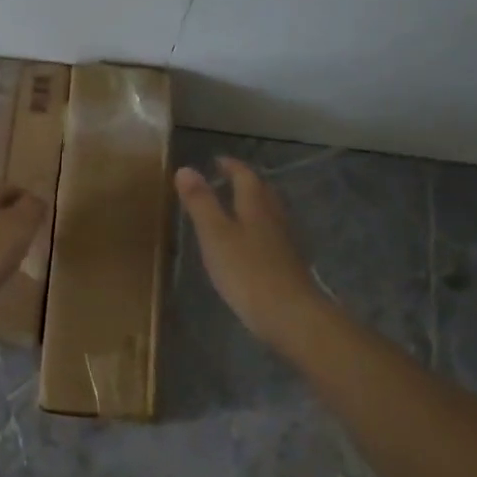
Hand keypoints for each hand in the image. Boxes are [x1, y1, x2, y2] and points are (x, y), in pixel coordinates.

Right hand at [175, 158, 327, 347]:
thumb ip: (200, 203)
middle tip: (228, 180)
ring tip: (237, 208)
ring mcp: (286, 242)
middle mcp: (275, 218)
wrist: (290, 314)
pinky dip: (260, 229)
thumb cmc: (247, 272)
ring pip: (270, 213)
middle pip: (263, 192)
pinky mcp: (289, 264)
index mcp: (256, 206)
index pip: (245, 176)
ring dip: (255, 205)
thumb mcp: (215, 235)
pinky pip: (273, 235)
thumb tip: (185, 168)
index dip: (231, 166)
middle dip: (246, 182)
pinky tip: (252, 244)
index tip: (217, 161)